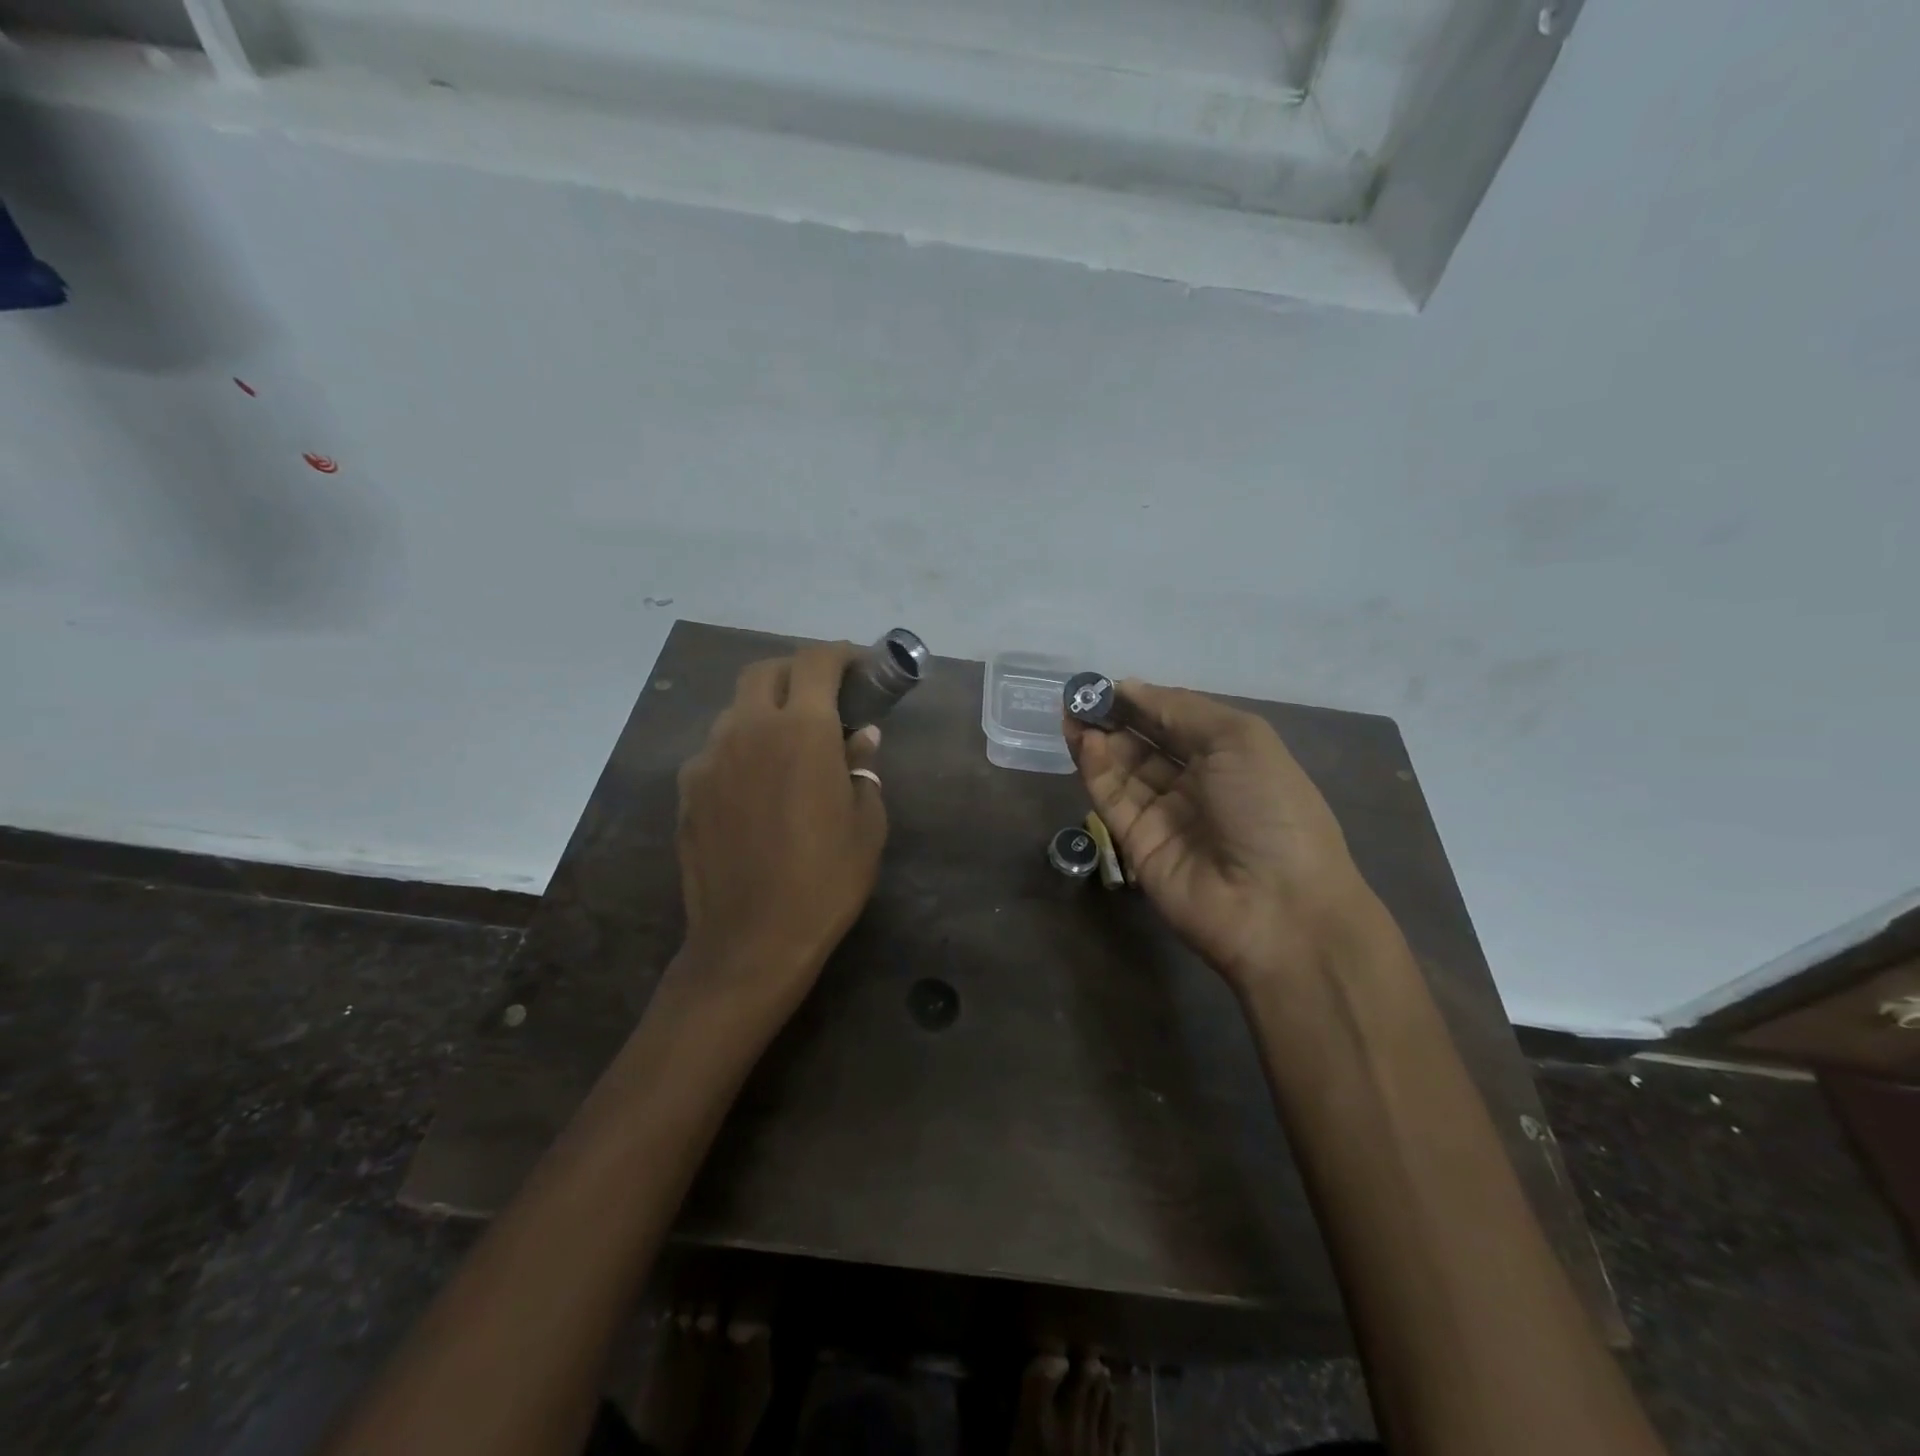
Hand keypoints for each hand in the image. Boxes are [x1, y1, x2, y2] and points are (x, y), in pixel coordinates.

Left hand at [671, 643, 887, 1021]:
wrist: (751, 940)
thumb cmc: (826, 881)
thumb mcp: (866, 824)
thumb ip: (863, 769)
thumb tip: (861, 737)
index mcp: (801, 731)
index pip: (816, 661)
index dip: (840, 654)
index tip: (859, 666)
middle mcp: (748, 730)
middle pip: (765, 671)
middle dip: (797, 672)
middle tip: (823, 698)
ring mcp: (709, 759)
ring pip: (736, 710)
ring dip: (765, 711)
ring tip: (788, 745)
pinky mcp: (687, 790)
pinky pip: (716, 750)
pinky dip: (741, 749)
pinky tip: (756, 786)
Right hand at [1065, 681, 1389, 995]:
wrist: (1275, 905)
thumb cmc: (1269, 808)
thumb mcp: (1239, 739)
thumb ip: (1180, 710)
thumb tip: (1129, 688)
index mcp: (1230, 757)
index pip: (1176, 720)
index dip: (1142, 701)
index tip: (1107, 683)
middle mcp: (1196, 783)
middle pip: (1146, 744)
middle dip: (1114, 718)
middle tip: (1080, 697)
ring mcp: (1165, 815)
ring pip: (1123, 769)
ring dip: (1098, 739)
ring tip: (1071, 713)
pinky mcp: (1136, 843)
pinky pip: (1113, 799)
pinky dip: (1096, 769)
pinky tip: (1084, 742)